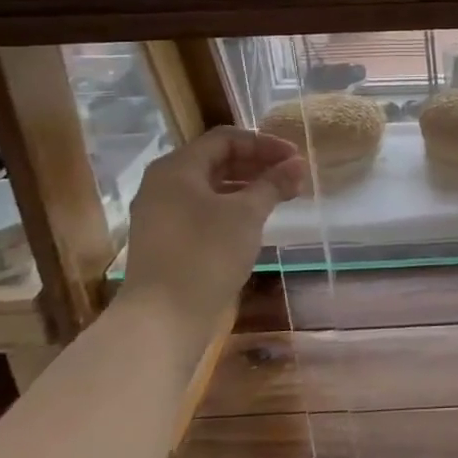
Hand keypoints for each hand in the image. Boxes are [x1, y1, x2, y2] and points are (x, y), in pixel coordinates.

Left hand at [122, 127, 307, 303]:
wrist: (163, 318)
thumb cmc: (207, 254)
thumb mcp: (247, 214)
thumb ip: (273, 184)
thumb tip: (297, 164)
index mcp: (177, 168)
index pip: (226, 139)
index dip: (264, 144)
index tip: (294, 159)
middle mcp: (163, 184)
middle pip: (216, 160)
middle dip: (257, 165)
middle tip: (291, 179)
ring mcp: (160, 213)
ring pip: (209, 187)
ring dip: (247, 187)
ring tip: (279, 199)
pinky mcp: (165, 240)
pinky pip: (201, 209)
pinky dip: (230, 207)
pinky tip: (253, 222)